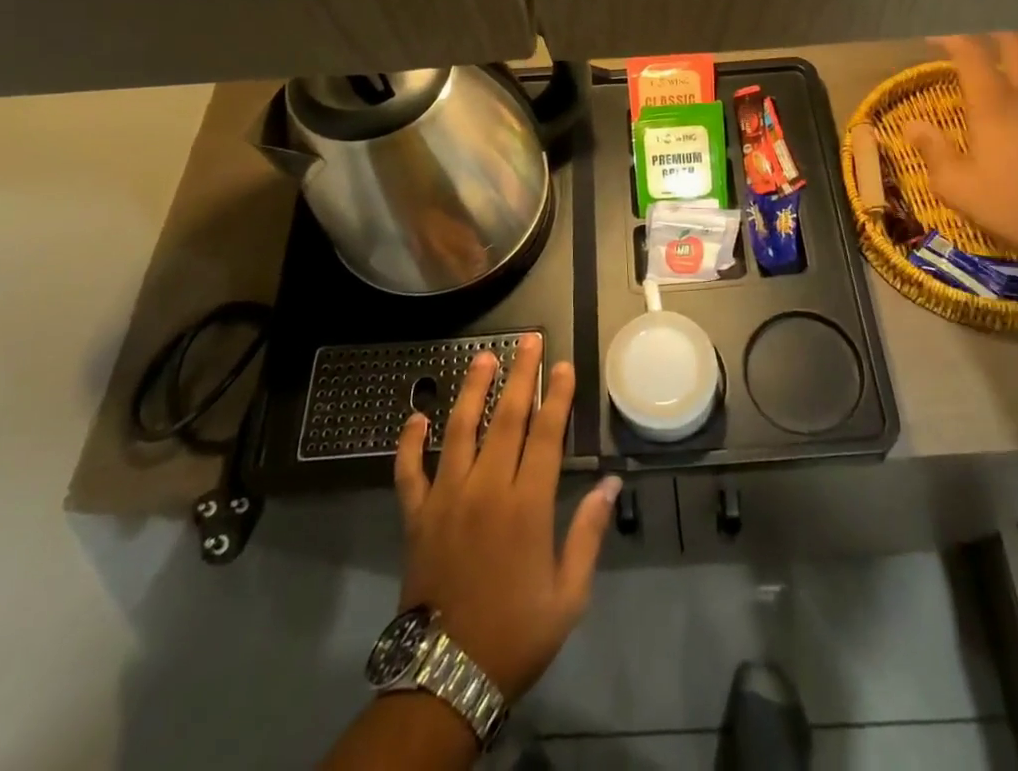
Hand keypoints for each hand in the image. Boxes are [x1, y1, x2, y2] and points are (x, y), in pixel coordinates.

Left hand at [394, 334, 619, 702]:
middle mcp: (486, 489)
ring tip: (482, 356)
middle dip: (521, 374)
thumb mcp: (569, 595)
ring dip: (472, 390)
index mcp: (527, 505)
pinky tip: (414, 416)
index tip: (563, 365)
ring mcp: (446, 498)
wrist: (447, 678)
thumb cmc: (516, 634)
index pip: (546, 434)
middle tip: (529, 340)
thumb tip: (610, 484)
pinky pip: (408, 470)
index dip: (557, 396)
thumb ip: (588, 534)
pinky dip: (408, 442)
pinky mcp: (416, 515)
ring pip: (459, 430)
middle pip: (507, 418)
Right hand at [901, 33, 1017, 260]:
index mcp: (993, 104)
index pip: (971, 51)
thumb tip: (912, 124)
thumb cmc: (1012, 207)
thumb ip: (932, 150)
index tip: (936, 39)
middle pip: (1016, 40)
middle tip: (979, 46)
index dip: (951, 37)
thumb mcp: (956, 187)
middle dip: (993, 34)